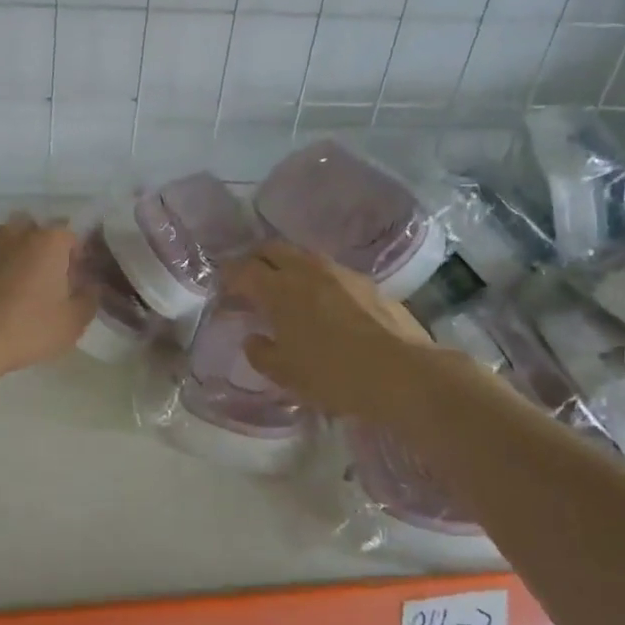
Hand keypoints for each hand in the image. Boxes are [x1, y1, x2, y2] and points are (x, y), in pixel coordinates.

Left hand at [0, 214, 94, 381]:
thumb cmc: (27, 329)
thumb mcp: (72, 322)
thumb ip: (89, 298)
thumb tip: (90, 286)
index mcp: (48, 241)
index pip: (72, 235)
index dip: (78, 256)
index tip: (76, 281)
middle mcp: (17, 233)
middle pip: (39, 233)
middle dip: (46, 251)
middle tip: (49, 283)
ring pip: (10, 242)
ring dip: (19, 258)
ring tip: (19, 292)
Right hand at [224, 242, 431, 420]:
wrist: (402, 374)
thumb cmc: (333, 375)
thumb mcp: (285, 374)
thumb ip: (260, 352)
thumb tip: (254, 339)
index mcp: (278, 289)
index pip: (241, 270)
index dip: (227, 278)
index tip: (222, 291)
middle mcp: (306, 270)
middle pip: (271, 249)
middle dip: (254, 261)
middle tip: (248, 283)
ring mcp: (339, 272)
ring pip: (302, 256)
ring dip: (286, 267)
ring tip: (283, 292)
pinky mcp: (366, 282)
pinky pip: (328, 271)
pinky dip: (314, 279)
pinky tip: (319, 303)